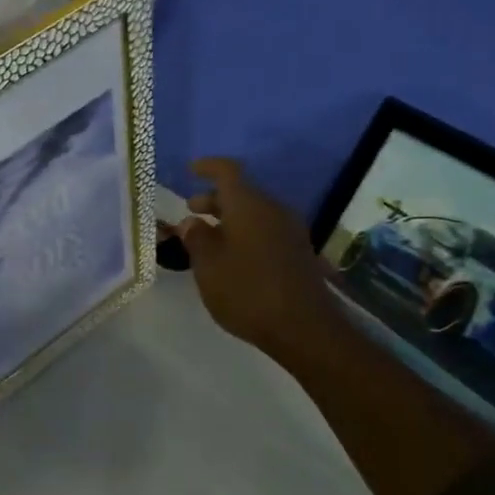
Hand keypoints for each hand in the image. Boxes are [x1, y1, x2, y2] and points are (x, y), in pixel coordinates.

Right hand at [172, 158, 339, 367]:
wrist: (303, 327)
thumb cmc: (247, 291)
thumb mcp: (208, 266)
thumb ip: (196, 238)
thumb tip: (191, 221)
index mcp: (249, 205)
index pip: (228, 172)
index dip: (208, 167)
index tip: (191, 169)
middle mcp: (272, 210)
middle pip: (242, 193)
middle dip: (214, 199)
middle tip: (191, 212)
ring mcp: (289, 231)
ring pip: (254, 213)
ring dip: (229, 219)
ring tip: (206, 238)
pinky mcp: (297, 252)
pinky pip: (265, 230)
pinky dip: (244, 233)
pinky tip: (231, 256)